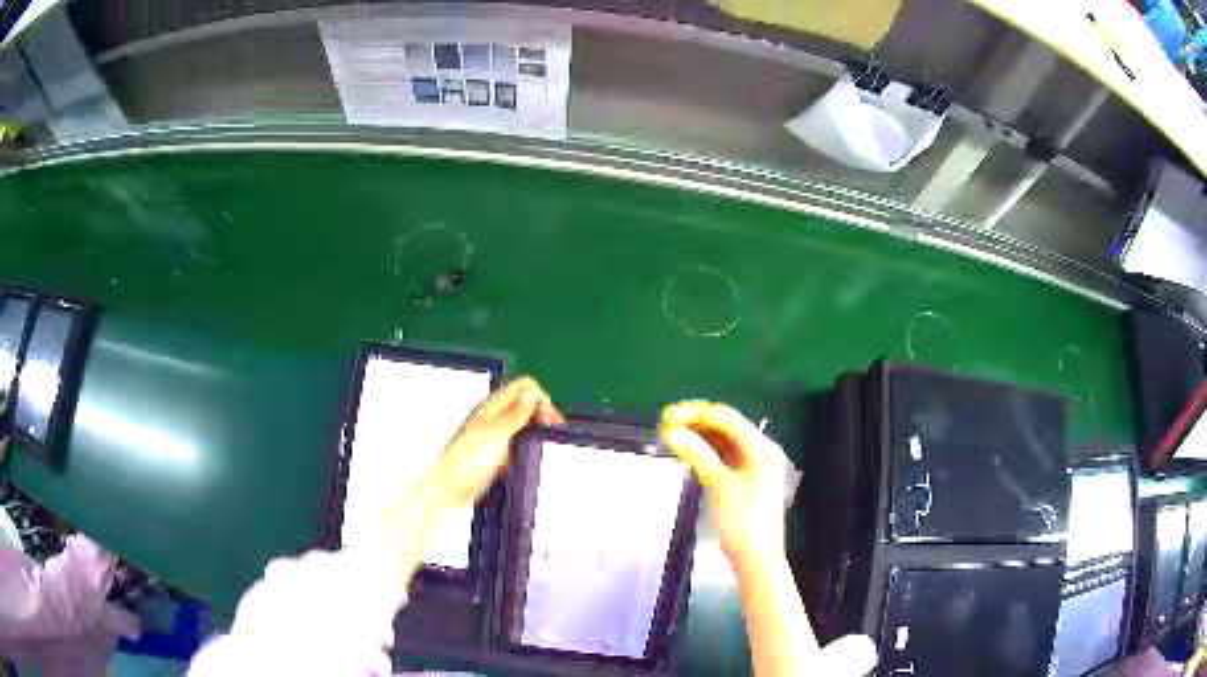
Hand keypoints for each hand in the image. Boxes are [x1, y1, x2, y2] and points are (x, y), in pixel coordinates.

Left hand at [422, 376, 563, 509]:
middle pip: (526, 404)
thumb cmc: (468, 461)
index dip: (540, 399)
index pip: (524, 387)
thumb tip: (532, 392)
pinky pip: (520, 443)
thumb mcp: (497, 433)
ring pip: (525, 424)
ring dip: (538, 430)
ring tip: (545, 444)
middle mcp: (495, 417)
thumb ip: (515, 413)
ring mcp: (497, 435)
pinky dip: (530, 446)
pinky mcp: (498, 454)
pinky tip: (533, 457)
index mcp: (493, 406)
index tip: (549, 419)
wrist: (451, 490)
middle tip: (552, 432)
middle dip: (543, 414)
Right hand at [660, 401, 790, 565]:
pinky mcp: (745, 479)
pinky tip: (687, 451)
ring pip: (723, 441)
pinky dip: (705, 452)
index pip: (726, 418)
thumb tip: (673, 432)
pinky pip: (723, 456)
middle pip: (725, 427)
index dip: (696, 414)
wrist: (755, 557)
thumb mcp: (718, 484)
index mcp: (761, 447)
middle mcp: (760, 451)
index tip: (669, 416)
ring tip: (671, 434)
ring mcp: (753, 465)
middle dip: (696, 423)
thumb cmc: (743, 522)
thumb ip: (697, 454)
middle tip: (666, 422)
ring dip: (698, 436)